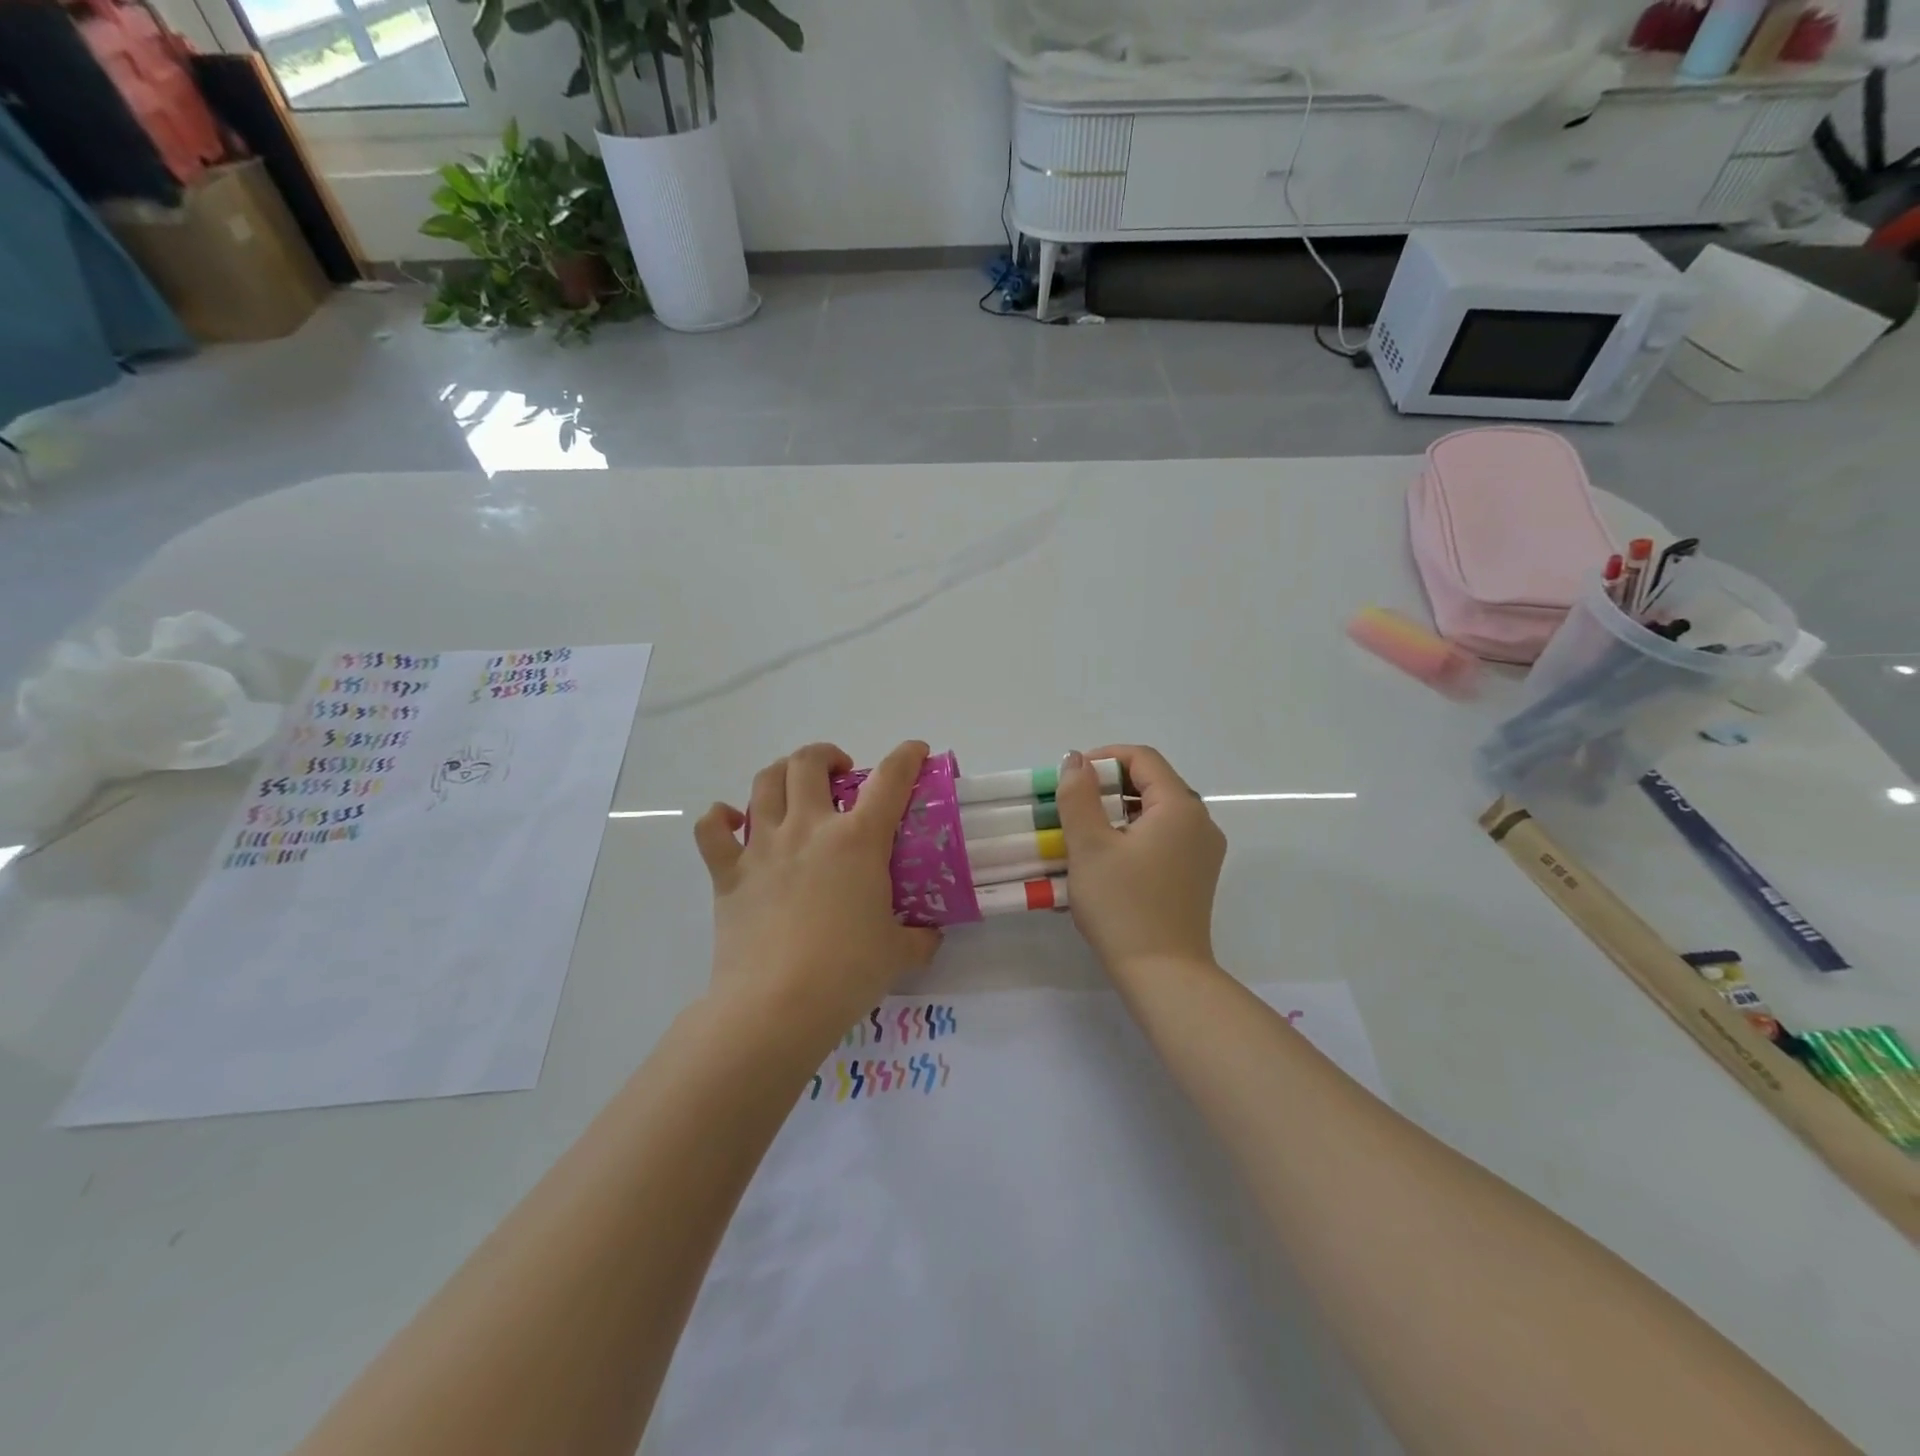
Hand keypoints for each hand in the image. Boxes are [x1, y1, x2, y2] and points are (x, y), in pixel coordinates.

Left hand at [694, 741, 940, 1022]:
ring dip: (781, 772)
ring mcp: (763, 847)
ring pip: (764, 782)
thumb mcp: (899, 953)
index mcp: (858, 839)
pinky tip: (732, 822)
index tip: (915, 751)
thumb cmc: (846, 973)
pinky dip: (720, 818)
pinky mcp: (728, 873)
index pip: (890, 780)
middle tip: (839, 774)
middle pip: (809, 763)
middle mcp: (808, 828)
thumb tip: (930, 934)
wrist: (777, 1005)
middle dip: (826, 755)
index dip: (906, 757)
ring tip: (794, 787)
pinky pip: (712, 829)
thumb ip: (920, 936)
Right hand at [1056, 745, 1225, 975]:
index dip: (1104, 758)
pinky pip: (1163, 838)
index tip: (1071, 779)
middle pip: (1152, 783)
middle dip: (1108, 786)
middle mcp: (1201, 822)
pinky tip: (1106, 860)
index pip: (1143, 758)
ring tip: (1083, 834)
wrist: (1163, 975)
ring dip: (1118, 812)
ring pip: (1156, 813)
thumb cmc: (1122, 905)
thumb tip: (1076, 760)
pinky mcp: (1196, 876)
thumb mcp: (1089, 846)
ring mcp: (1203, 852)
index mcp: (1181, 807)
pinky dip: (1133, 836)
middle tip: (1072, 806)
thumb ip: (1078, 796)